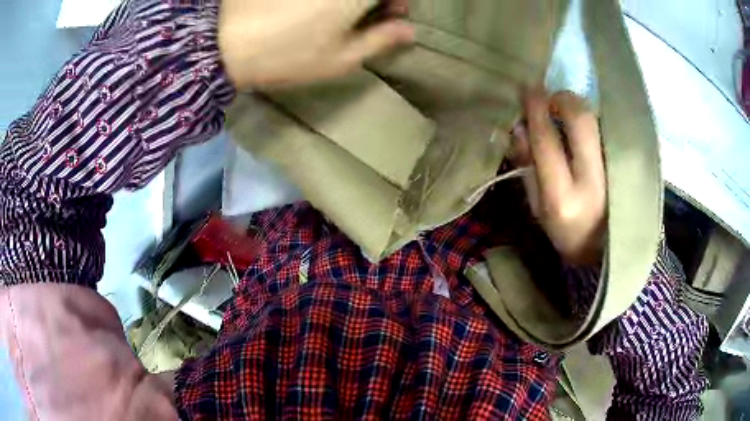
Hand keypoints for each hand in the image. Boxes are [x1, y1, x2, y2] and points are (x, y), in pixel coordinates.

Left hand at [218, 0, 414, 89]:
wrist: (224, 43)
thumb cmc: (288, 56)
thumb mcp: (341, 58)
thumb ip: (381, 40)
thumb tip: (409, 30)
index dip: (398, 2)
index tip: (395, 12)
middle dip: (379, 0)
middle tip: (374, 13)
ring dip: (353, 2)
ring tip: (345, 12)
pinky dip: (330, 1)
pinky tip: (320, 9)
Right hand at [510, 90, 605, 265]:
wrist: (609, 250)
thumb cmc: (568, 233)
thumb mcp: (539, 208)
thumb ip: (528, 167)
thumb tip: (520, 127)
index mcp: (564, 198)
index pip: (547, 140)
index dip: (535, 109)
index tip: (527, 89)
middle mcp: (593, 180)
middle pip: (580, 117)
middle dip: (561, 99)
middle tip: (550, 102)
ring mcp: (616, 170)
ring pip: (596, 117)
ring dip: (576, 109)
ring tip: (566, 120)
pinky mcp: (629, 163)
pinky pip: (607, 127)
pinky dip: (591, 121)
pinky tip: (585, 133)